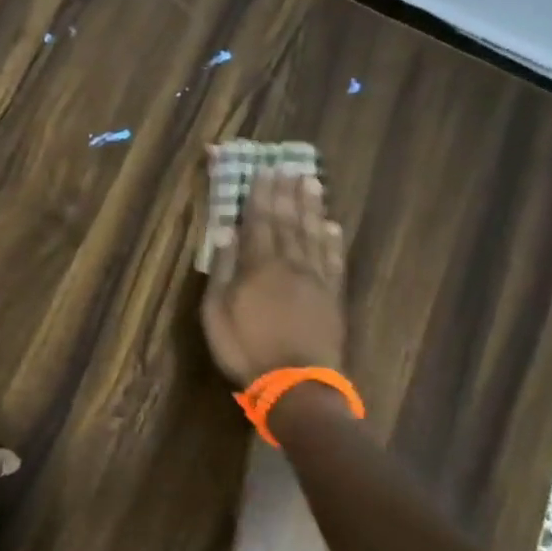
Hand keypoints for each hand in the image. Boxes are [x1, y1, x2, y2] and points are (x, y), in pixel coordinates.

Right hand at [201, 163, 347, 387]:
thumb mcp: (217, 312)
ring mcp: (315, 279)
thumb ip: (223, 270)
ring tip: (312, 183)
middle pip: (288, 221)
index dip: (261, 196)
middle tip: (289, 166)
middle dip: (287, 193)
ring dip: (312, 207)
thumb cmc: (246, 348)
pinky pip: (334, 261)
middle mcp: (290, 264)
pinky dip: (332, 241)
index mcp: (258, 265)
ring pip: (313, 234)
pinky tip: (332, 226)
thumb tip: (226, 233)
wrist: (296, 383)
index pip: (259, 222)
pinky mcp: (333, 297)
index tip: (264, 171)